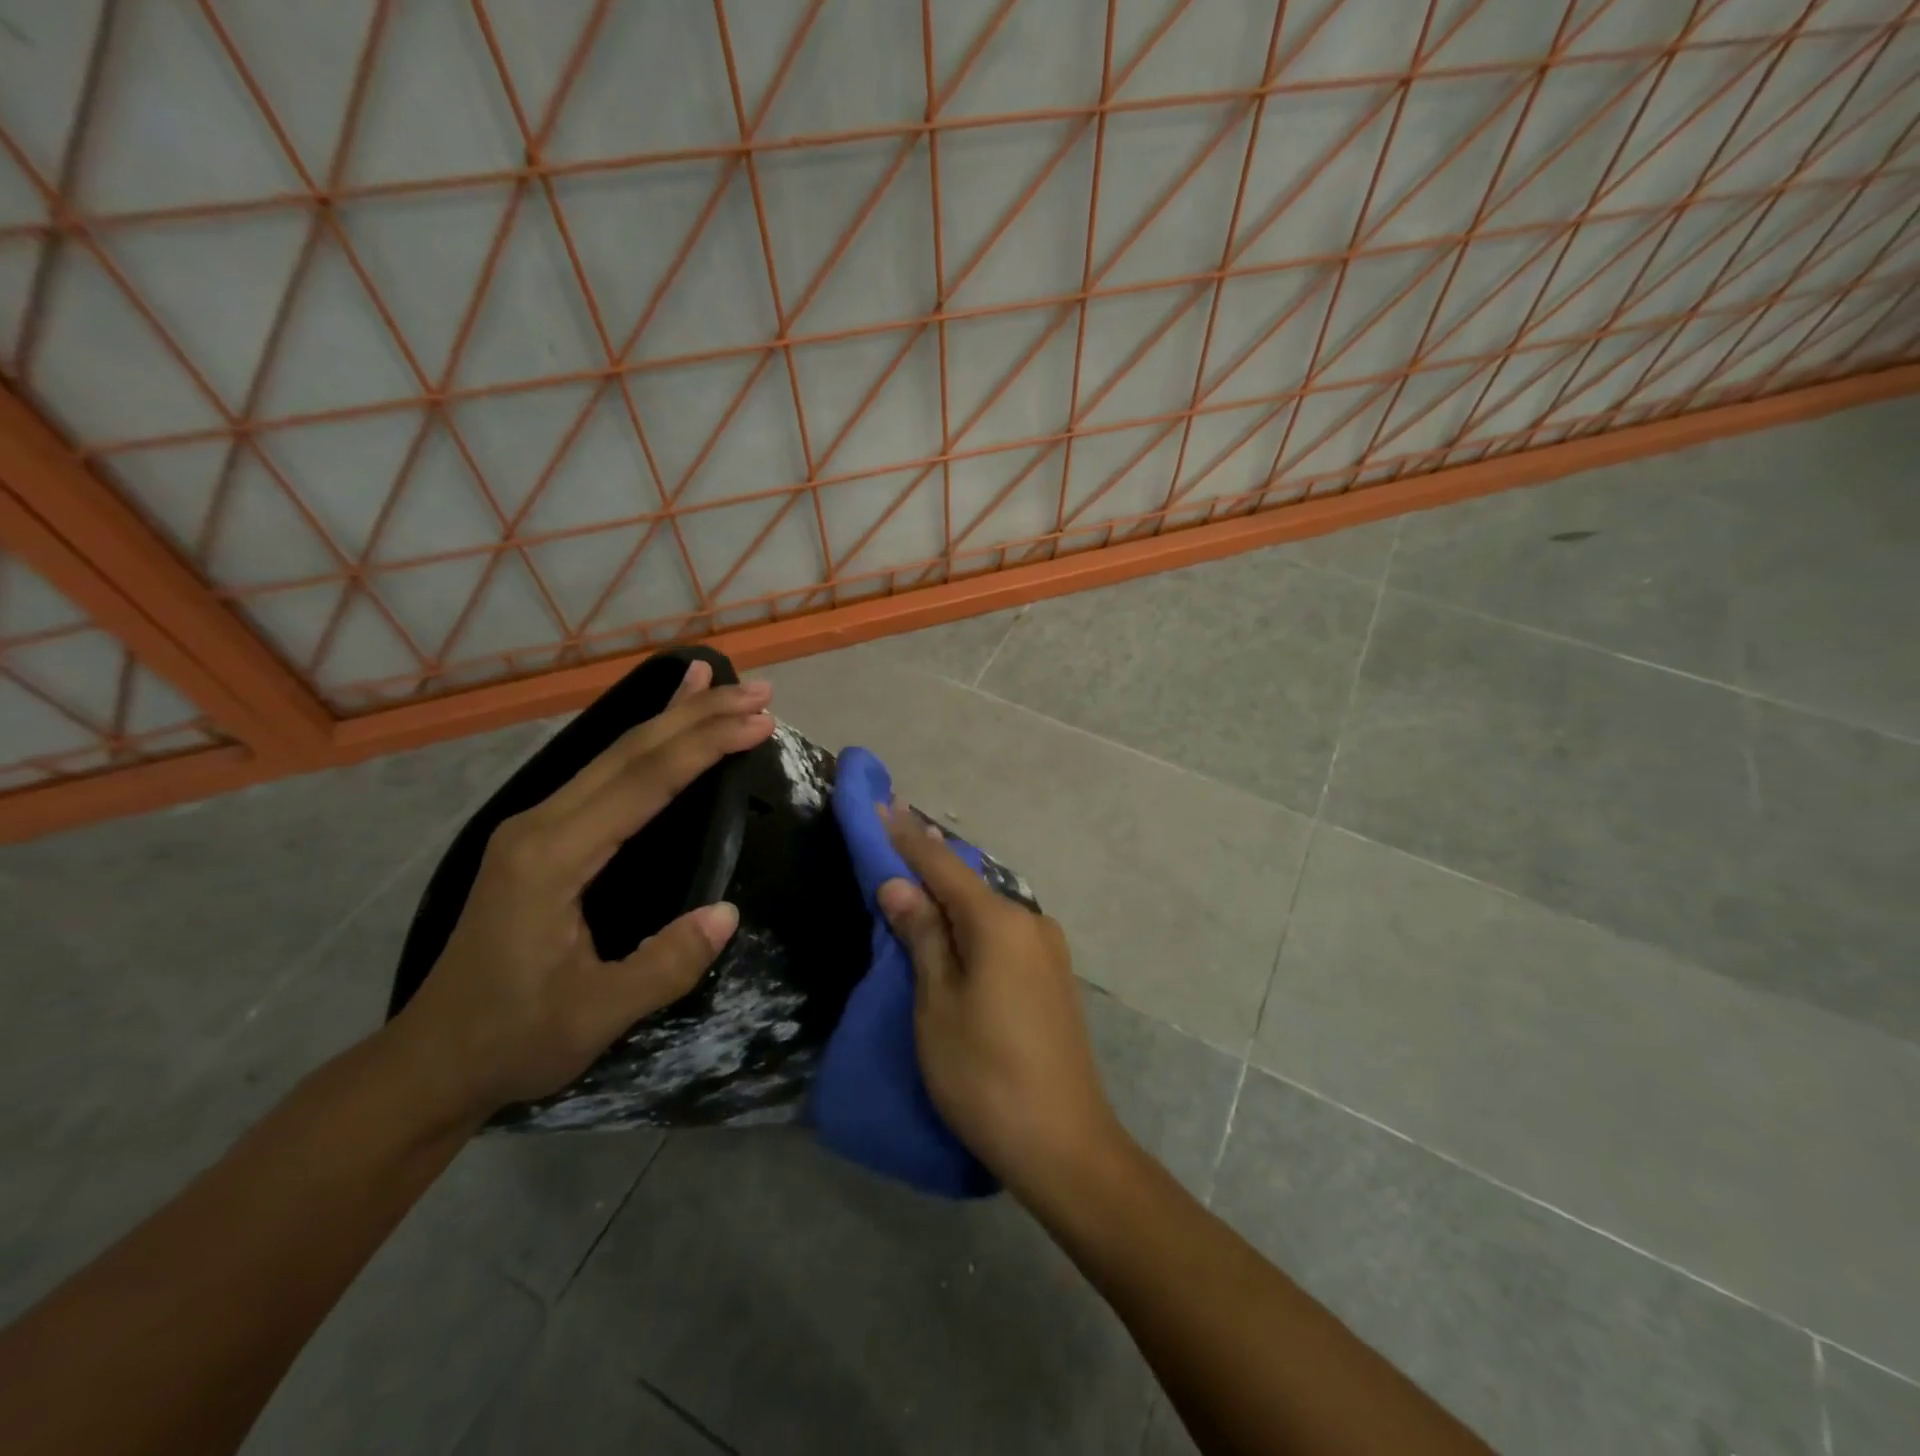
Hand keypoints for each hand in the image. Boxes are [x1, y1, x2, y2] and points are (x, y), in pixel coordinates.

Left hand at [388, 661, 774, 1124]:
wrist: (433, 1061)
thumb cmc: (513, 1039)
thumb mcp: (596, 1016)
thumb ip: (663, 965)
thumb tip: (728, 913)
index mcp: (552, 858)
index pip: (643, 783)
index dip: (704, 747)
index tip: (760, 723)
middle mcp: (541, 824)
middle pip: (630, 751)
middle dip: (698, 714)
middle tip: (759, 692)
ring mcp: (536, 825)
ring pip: (615, 753)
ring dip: (673, 716)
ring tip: (718, 680)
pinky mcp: (542, 835)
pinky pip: (603, 773)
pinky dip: (643, 741)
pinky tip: (662, 721)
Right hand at [875, 805, 1124, 1204]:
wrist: (1064, 1143)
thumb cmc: (985, 1074)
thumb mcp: (938, 1005)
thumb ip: (922, 937)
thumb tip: (898, 884)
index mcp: (1000, 923)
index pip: (943, 866)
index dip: (908, 837)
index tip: (883, 804)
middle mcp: (1031, 922)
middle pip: (969, 884)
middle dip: (929, 863)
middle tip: (894, 839)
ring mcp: (1048, 950)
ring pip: (988, 909)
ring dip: (951, 896)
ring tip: (916, 881)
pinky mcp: (1053, 976)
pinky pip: (1003, 934)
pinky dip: (973, 924)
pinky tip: (955, 929)